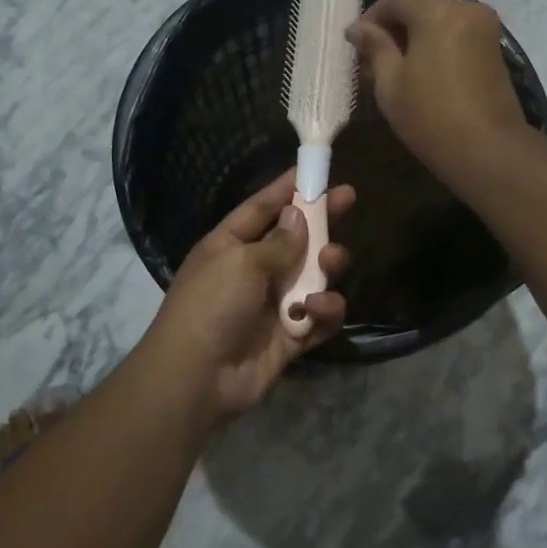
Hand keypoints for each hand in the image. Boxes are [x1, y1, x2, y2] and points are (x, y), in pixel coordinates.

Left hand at [135, 169, 353, 431]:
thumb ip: (278, 241)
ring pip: (314, 276)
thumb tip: (298, 217)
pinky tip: (316, 310)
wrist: (197, 378)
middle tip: (349, 201)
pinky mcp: (290, 336)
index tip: (314, 169)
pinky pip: (319, 316)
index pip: (261, 208)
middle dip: (322, 221)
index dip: (286, 187)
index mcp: (230, 246)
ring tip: (332, 262)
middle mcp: (253, 271)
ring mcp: (273, 304)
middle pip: (296, 238)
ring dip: (327, 267)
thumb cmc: (212, 306)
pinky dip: (324, 311)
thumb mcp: (241, 262)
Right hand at [347, 0, 529, 185]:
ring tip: (396, 64)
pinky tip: (422, 68)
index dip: (373, 15)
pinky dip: (437, 41)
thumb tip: (359, 28)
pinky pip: (458, 32)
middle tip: (374, 54)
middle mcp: (466, 7)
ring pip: (441, 17)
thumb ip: (375, 48)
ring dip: (417, 33)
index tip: (357, 42)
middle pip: (422, 3)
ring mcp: (485, 27)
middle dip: (396, 24)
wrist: (487, 150)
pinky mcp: (494, 48)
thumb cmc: (430, 116)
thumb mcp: (390, 83)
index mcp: (438, 11)